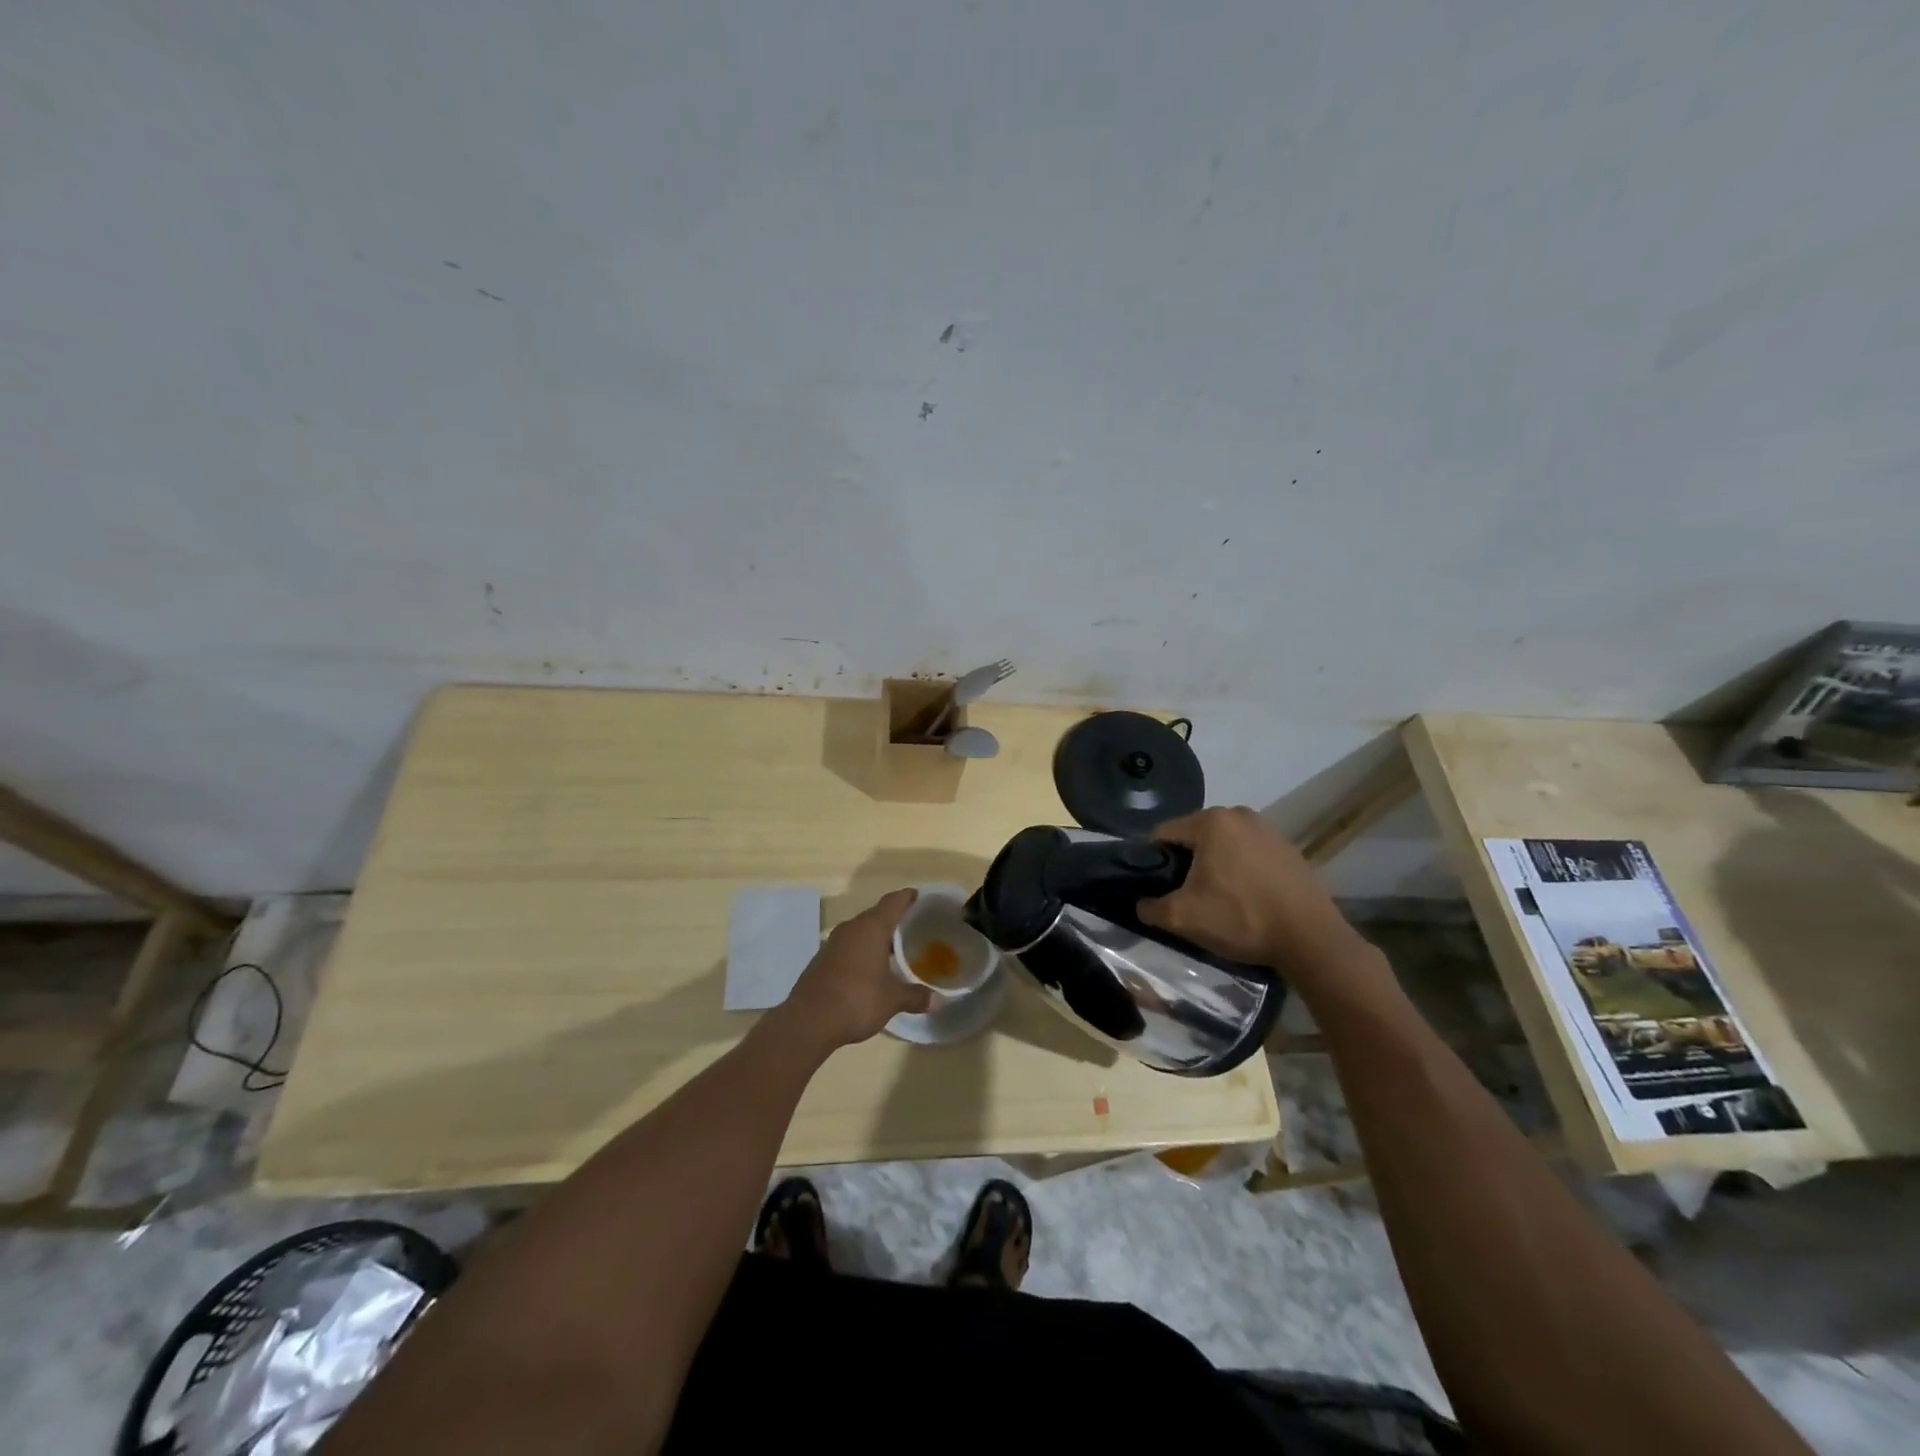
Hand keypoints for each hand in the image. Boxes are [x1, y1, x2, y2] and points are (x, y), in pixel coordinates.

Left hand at [778, 889, 930, 1050]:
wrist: (809, 1021)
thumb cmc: (858, 1000)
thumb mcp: (893, 1000)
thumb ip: (916, 996)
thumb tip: (939, 1000)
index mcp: (872, 928)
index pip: (893, 901)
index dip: (908, 898)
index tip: (921, 898)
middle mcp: (851, 928)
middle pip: (876, 915)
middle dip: (894, 920)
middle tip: (914, 929)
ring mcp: (833, 943)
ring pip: (860, 932)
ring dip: (876, 938)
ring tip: (895, 951)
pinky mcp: (821, 960)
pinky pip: (848, 947)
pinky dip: (861, 952)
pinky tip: (870, 970)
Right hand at [1137, 807, 1367, 979]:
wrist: (1311, 939)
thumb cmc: (1241, 919)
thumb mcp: (1182, 918)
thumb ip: (1150, 907)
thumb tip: (1141, 904)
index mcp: (1211, 821)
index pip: (1163, 834)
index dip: (1152, 861)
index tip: (1156, 887)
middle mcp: (1240, 814)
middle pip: (1195, 837)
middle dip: (1186, 862)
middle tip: (1187, 896)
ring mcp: (1269, 829)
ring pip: (1224, 845)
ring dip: (1215, 866)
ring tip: (1219, 899)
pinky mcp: (1289, 848)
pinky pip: (1250, 853)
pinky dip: (1242, 870)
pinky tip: (1247, 898)